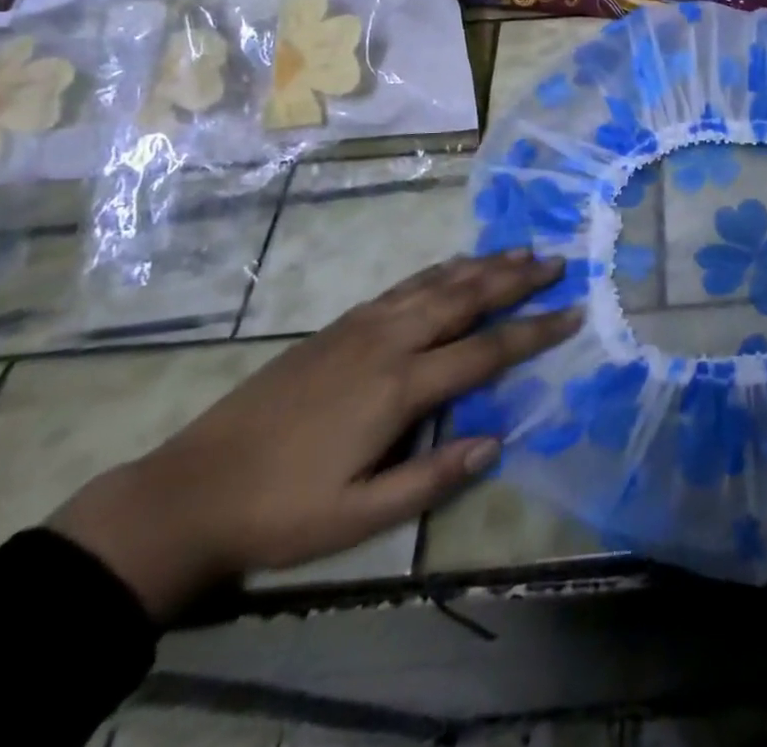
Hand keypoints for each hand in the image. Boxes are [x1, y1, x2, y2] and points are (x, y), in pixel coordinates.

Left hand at [51, 250, 577, 619]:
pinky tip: (455, 265)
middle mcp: (389, 341)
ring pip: (438, 282)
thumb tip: (497, 440)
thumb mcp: (357, 516)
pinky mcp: (341, 323)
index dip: (534, 331)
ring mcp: (362, 325)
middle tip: (557, 260)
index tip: (573, 312)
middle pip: (466, 297)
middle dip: (517, 278)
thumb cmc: (281, 510)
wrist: (192, 488)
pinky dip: (441, 269)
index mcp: (400, 386)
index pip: (485, 350)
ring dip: (484, 264)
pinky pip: (405, 285)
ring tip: (520, 250)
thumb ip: (431, 477)